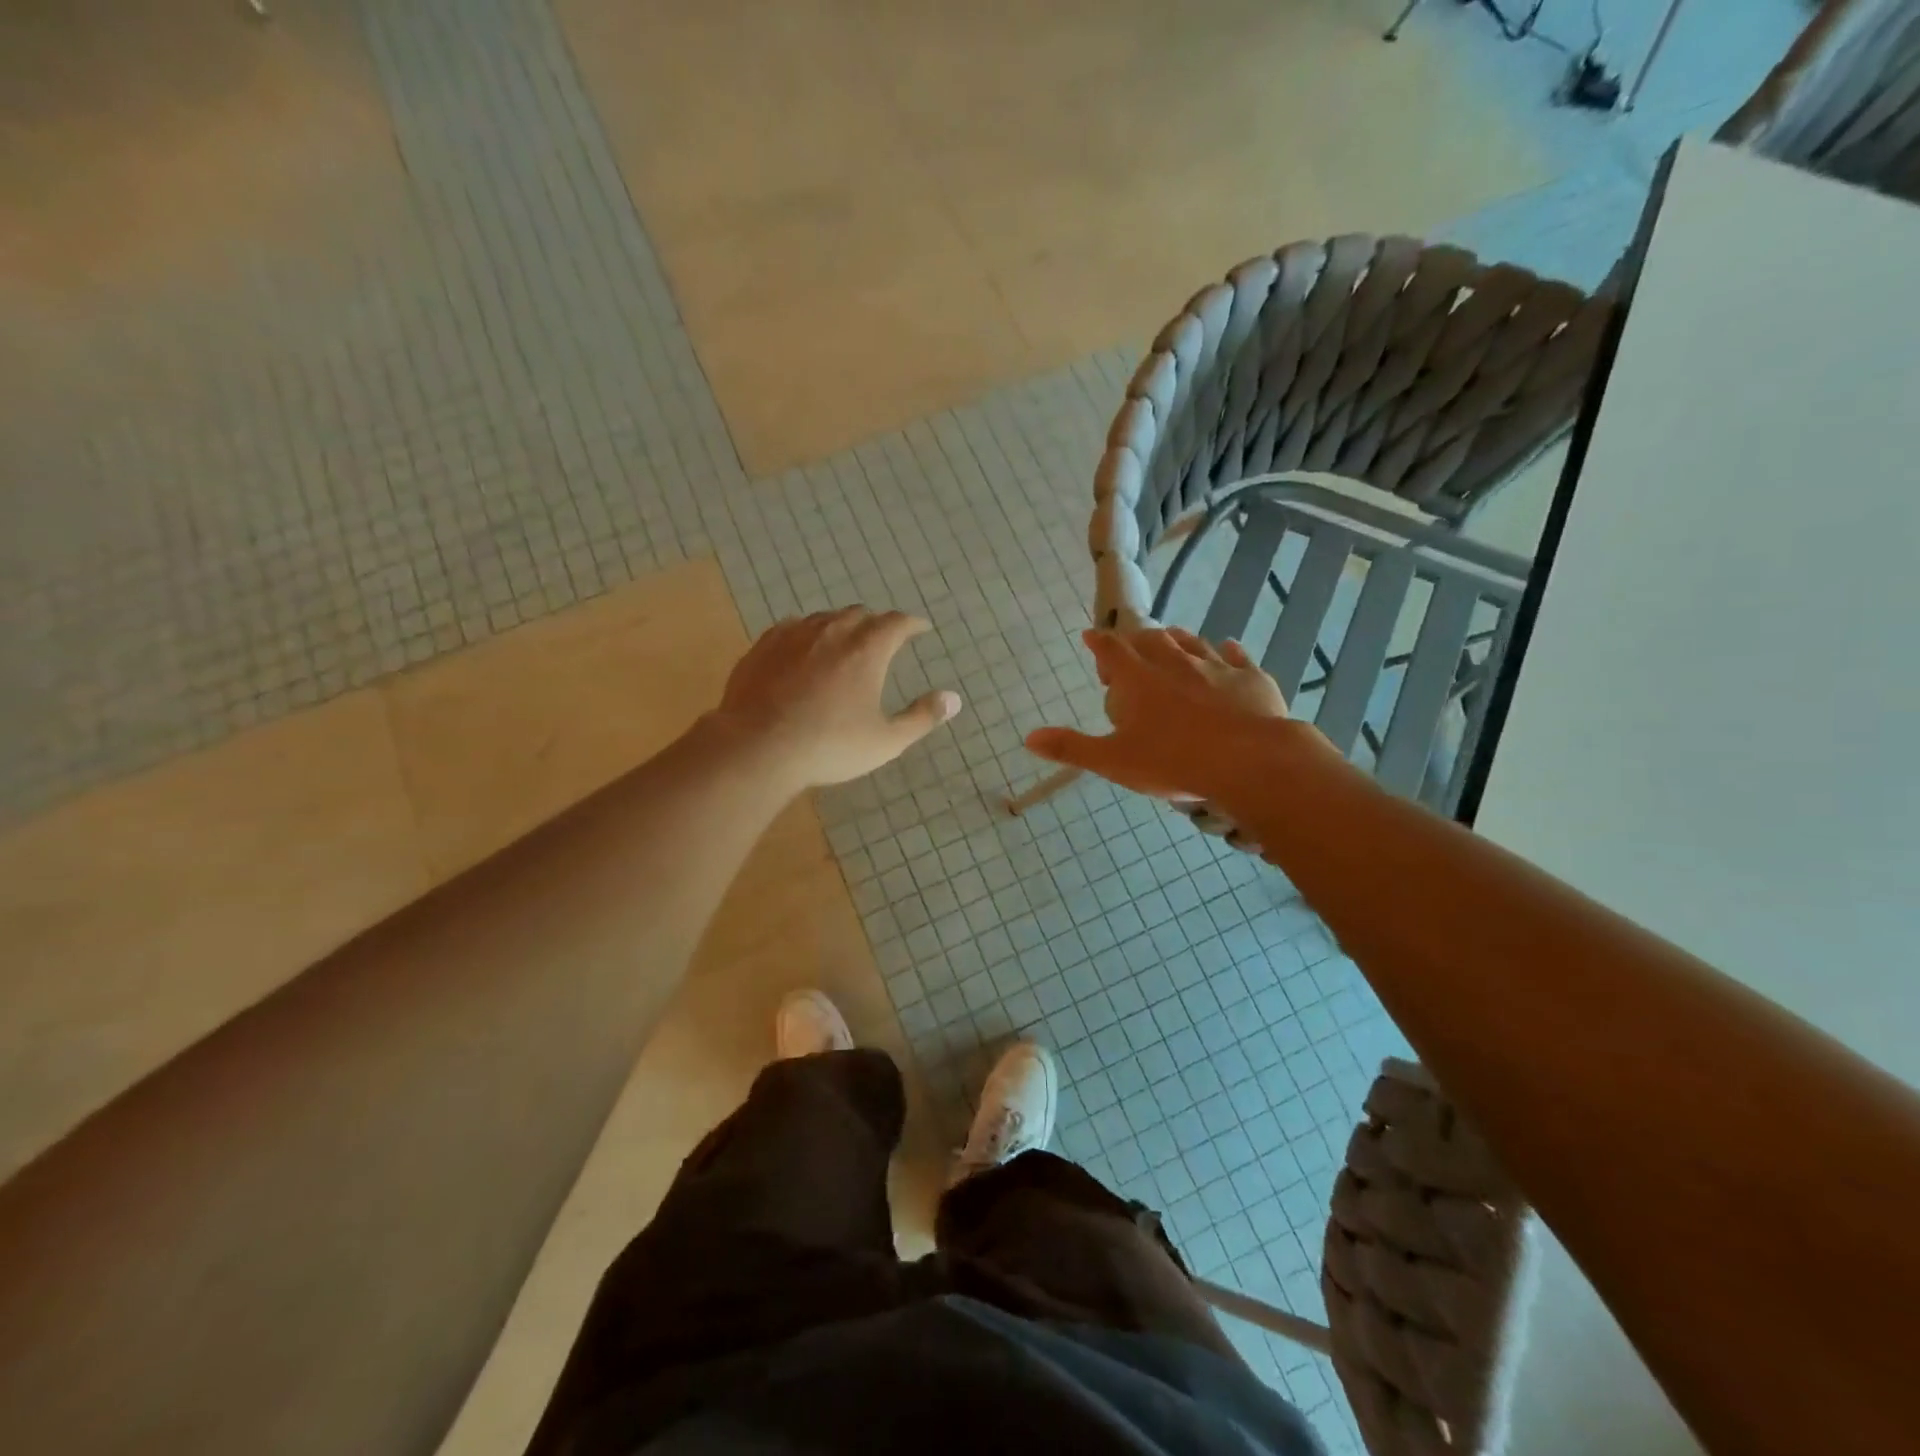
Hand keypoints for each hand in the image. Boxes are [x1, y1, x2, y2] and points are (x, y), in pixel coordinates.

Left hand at [709, 607, 961, 789]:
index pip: (896, 623)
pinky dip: (806, 634)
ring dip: (840, 625)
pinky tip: (802, 648)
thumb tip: (953, 699)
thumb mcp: (886, 741)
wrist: (758, 748)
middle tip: (882, 639)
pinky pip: (791, 628)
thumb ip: (922, 718)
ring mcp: (793, 635)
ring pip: (824, 618)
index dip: (912, 624)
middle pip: (859, 614)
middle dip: (876, 623)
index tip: (920, 628)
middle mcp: (832, 632)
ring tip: (843, 642)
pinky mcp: (763, 647)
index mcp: (866, 650)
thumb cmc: (830, 746)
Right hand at [1026, 627, 1315, 800]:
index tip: (1090, 636)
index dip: (1098, 642)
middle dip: (1137, 641)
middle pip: (1151, 640)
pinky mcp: (1250, 678)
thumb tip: (1029, 738)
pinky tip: (1228, 648)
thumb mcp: (1113, 761)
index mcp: (1138, 679)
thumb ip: (1071, 748)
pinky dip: (1228, 651)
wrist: (1249, 761)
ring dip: (1177, 640)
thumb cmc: (1173, 761)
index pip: (1110, 649)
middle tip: (1131, 650)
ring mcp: (1215, 667)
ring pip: (1192, 642)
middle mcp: (1174, 663)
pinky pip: (1236, 656)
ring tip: (1171, 640)